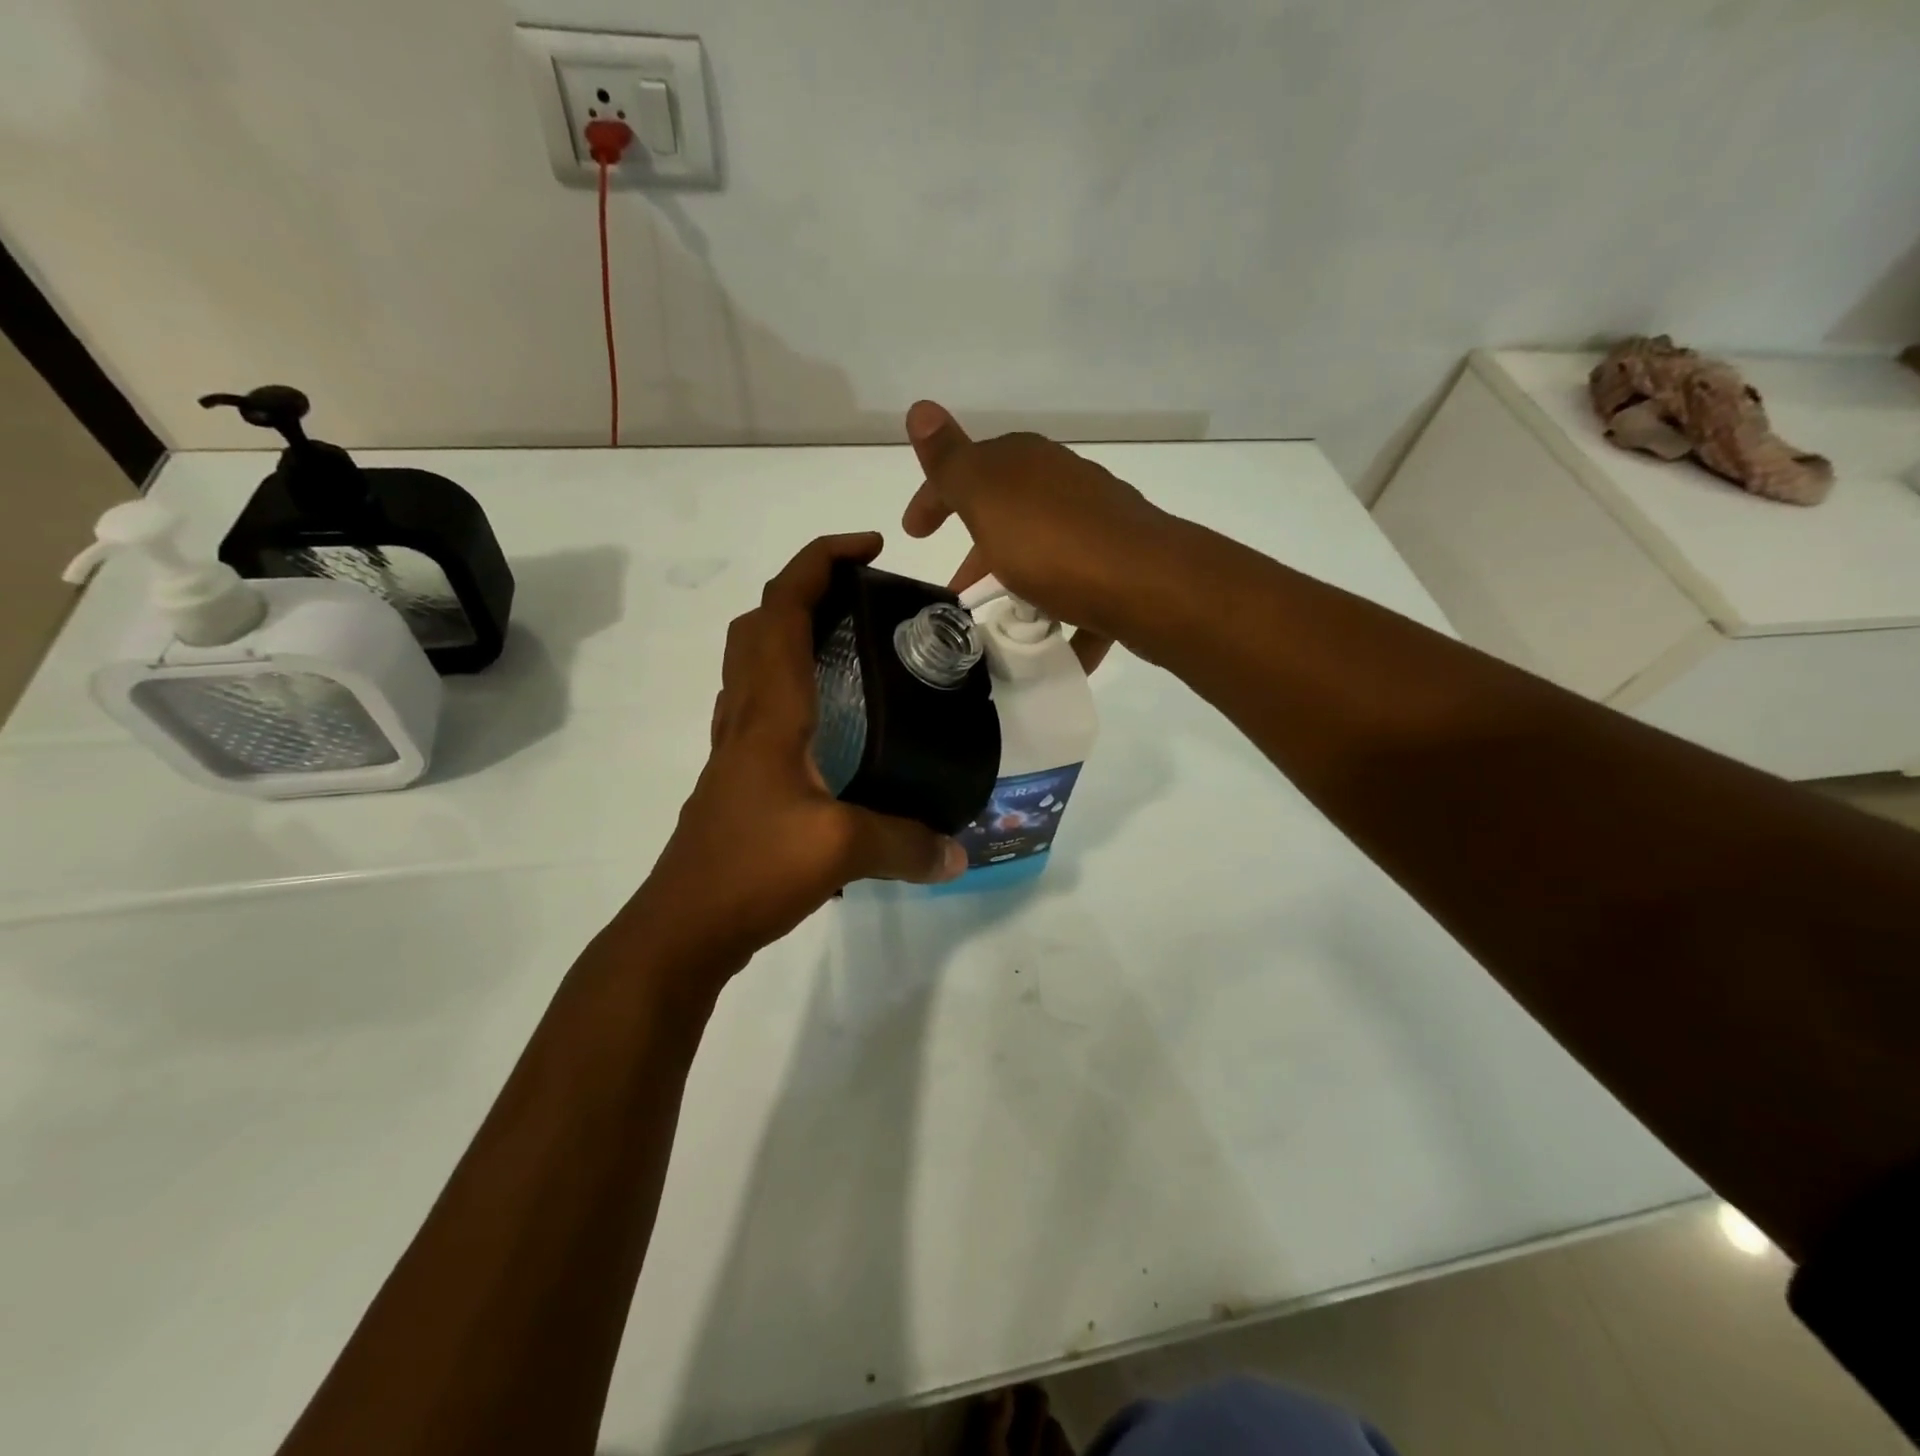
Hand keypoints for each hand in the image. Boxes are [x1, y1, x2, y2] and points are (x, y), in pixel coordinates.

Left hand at [634, 533, 966, 970]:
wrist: (683, 927)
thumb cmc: (751, 869)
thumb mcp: (841, 850)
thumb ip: (906, 844)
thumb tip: (958, 852)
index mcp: (770, 710)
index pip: (783, 608)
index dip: (821, 561)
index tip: (870, 548)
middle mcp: (746, 715)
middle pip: (760, 622)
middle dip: (806, 586)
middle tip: (862, 595)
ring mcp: (735, 747)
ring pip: (751, 661)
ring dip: (790, 630)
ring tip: (850, 644)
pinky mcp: (738, 777)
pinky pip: (758, 704)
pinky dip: (789, 683)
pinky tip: (830, 720)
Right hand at [902, 401, 1170, 672]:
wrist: (1148, 584)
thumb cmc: (1053, 543)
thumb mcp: (987, 498)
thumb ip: (951, 462)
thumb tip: (920, 407)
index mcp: (1026, 464)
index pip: (967, 470)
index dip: (934, 499)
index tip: (913, 535)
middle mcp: (1063, 486)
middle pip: (1007, 516)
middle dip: (977, 553)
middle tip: (957, 593)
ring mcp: (1096, 527)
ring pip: (1043, 555)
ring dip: (1018, 585)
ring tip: (1001, 625)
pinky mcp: (1120, 568)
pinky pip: (1080, 594)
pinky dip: (1062, 619)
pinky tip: (1052, 649)